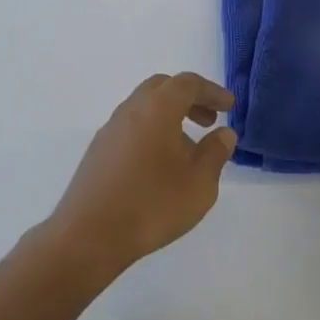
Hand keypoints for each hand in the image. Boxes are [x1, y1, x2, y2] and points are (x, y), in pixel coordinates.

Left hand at [48, 72, 237, 280]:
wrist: (89, 235)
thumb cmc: (151, 204)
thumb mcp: (198, 183)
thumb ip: (215, 153)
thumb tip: (224, 134)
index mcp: (158, 107)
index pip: (188, 84)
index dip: (212, 92)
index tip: (229, 107)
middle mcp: (132, 108)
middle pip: (163, 88)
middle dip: (190, 99)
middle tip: (209, 120)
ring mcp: (111, 128)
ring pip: (145, 107)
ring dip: (169, 116)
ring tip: (188, 147)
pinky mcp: (99, 150)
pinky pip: (132, 126)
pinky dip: (152, 131)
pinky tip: (159, 164)